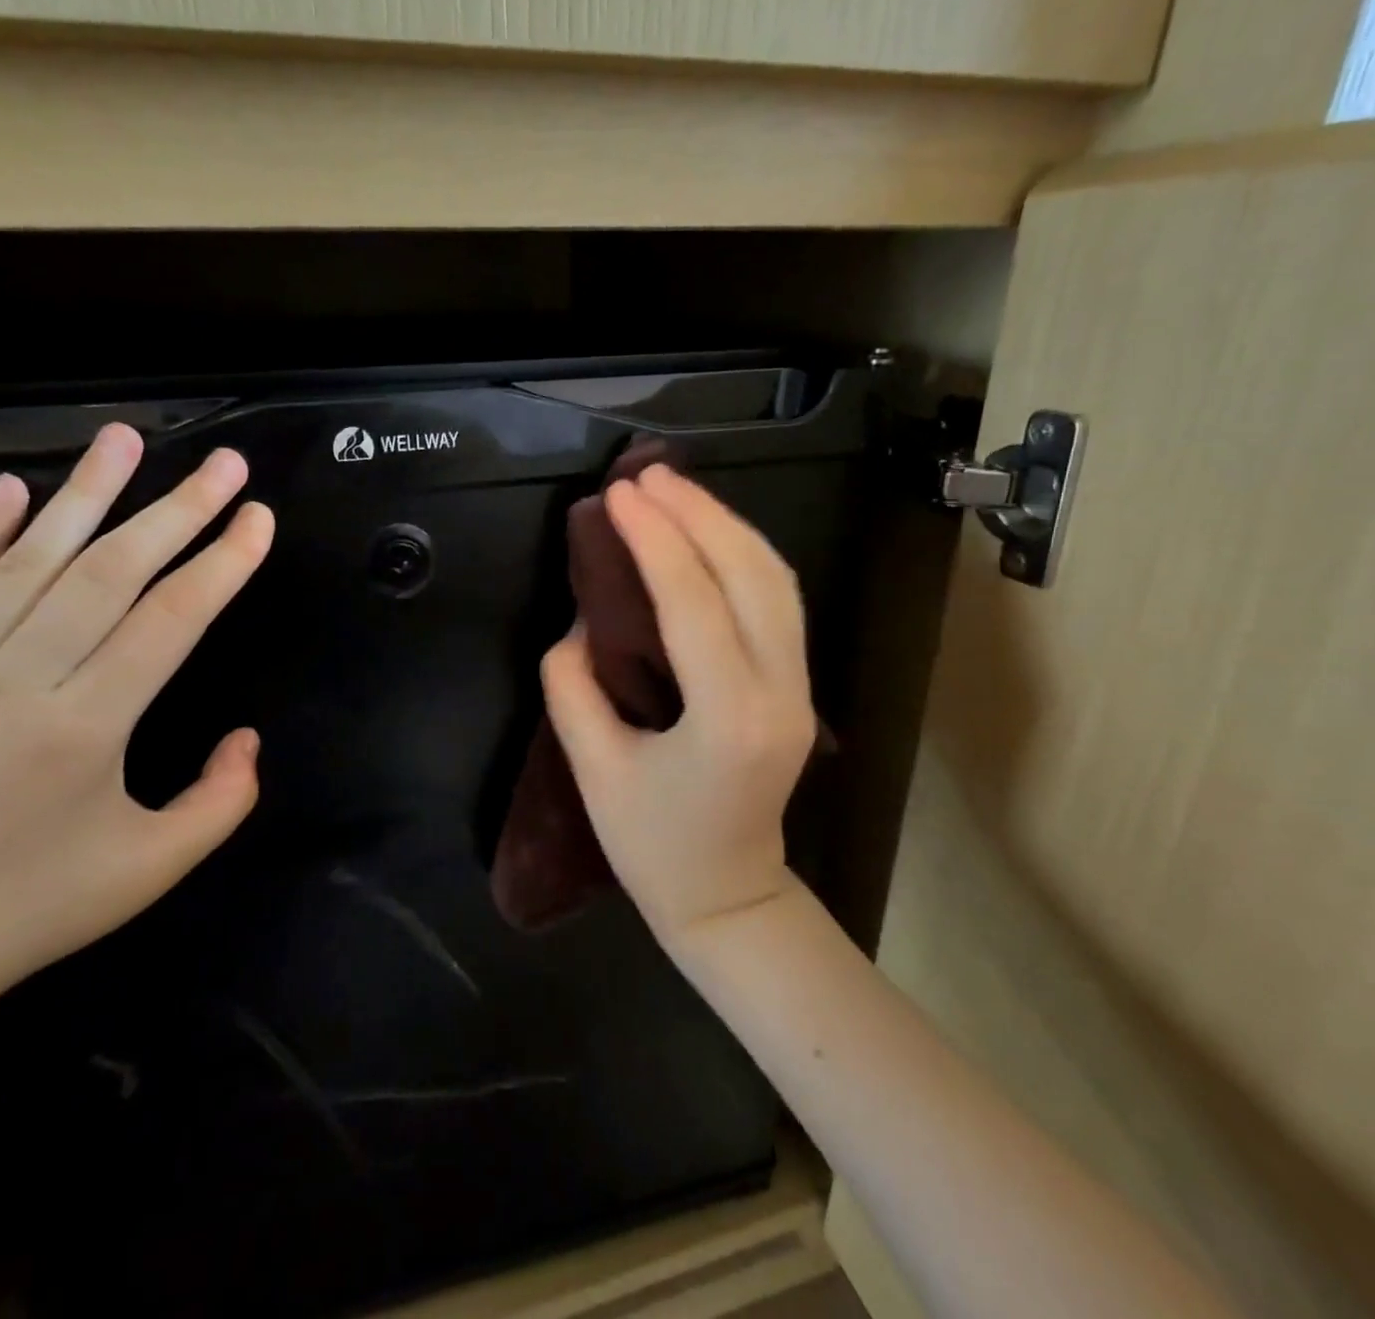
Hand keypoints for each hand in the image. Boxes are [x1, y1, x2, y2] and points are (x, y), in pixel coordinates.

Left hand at [0, 425, 274, 1025]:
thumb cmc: (38, 906)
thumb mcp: (155, 867)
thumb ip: (223, 799)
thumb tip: (248, 736)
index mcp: (85, 728)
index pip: (170, 620)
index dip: (222, 563)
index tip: (258, 518)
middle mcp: (19, 681)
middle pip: (111, 572)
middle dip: (178, 510)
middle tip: (225, 465)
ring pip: (32, 560)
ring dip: (86, 493)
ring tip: (126, 437)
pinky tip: (17, 489)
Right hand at [541, 465, 814, 942]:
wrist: (728, 899)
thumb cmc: (653, 847)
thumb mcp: (593, 770)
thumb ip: (573, 685)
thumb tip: (581, 618)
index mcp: (728, 720)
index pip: (694, 602)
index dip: (654, 539)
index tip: (617, 495)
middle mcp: (780, 693)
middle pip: (749, 575)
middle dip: (697, 514)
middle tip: (646, 475)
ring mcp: (801, 688)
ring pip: (776, 579)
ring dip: (726, 524)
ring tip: (675, 490)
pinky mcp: (799, 685)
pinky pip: (779, 600)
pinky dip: (744, 554)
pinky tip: (709, 532)